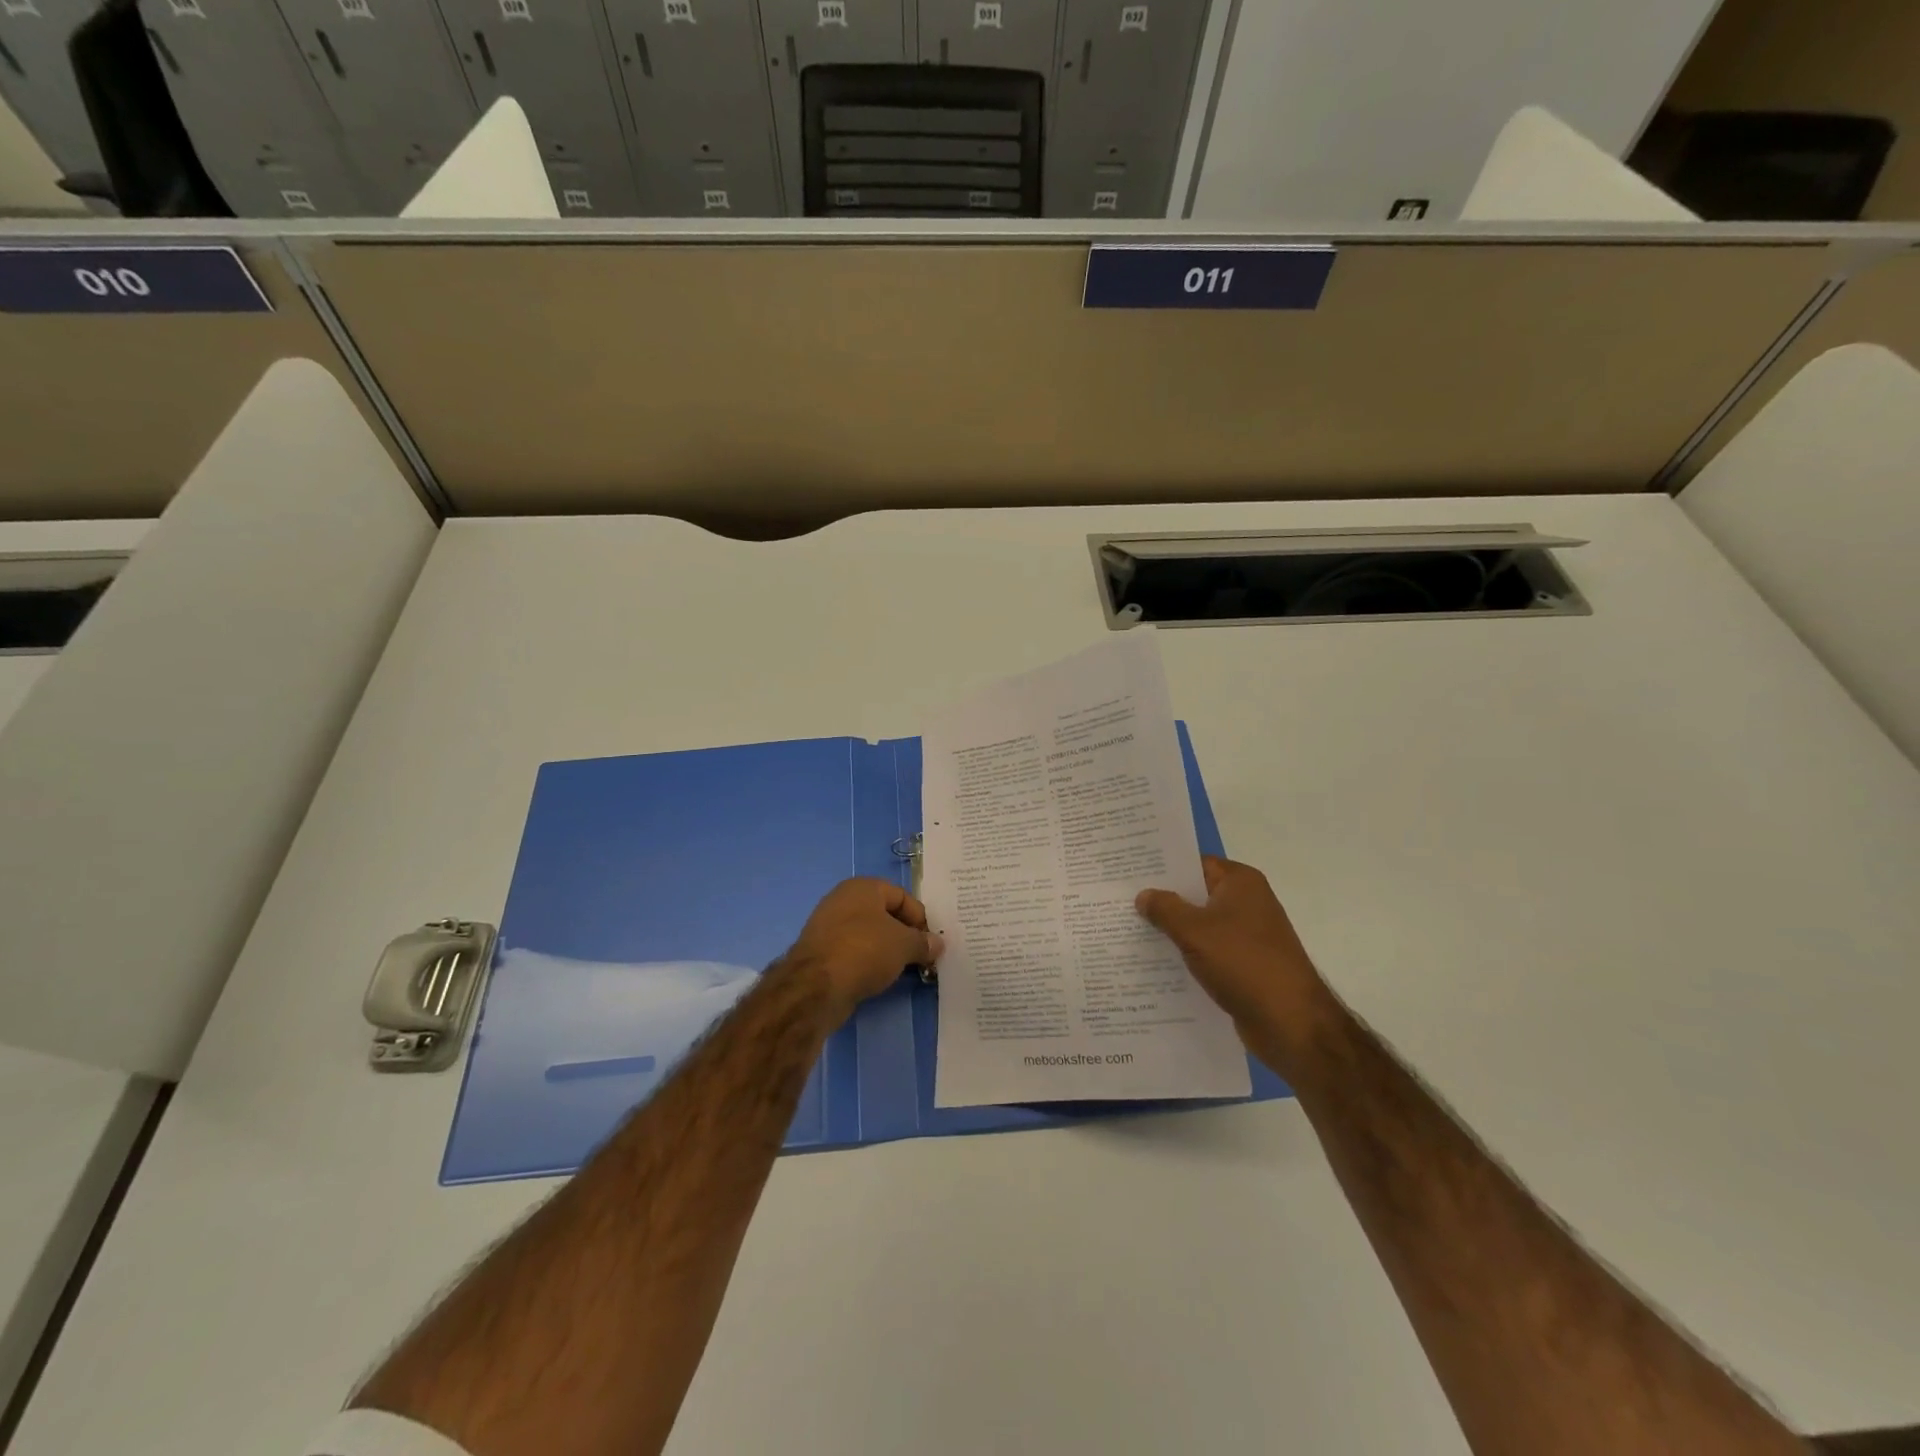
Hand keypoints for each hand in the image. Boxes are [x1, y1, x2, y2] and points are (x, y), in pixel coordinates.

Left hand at [789, 878, 943, 1022]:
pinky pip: (853, 952)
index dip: (920, 919)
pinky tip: (878, 978)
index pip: (902, 896)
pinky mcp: (820, 952)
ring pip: (868, 935)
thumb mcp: (904, 945)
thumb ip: (923, 942)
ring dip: (887, 950)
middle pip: (884, 915)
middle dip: (904, 935)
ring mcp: (828, 926)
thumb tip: (937, 944)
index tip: (930, 943)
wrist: (815, 986)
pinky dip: (868, 962)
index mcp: (863, 887)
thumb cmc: (865, 951)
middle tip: (920, 957)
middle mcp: (842, 900)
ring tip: (903, 970)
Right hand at [1136, 857, 1331, 1040]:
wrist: (1290, 1023)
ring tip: (1128, 931)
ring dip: (1171, 930)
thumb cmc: (1243, 963)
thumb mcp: (1194, 931)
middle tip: (1120, 901)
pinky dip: (1186, 955)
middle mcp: (1246, 902)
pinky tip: (1155, 964)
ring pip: (1199, 925)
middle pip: (1195, 894)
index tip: (1128, 873)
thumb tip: (1144, 895)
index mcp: (1240, 882)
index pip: (1194, 864)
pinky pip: (1207, 951)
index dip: (1162, 868)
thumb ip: (1165, 908)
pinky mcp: (1245, 965)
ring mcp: (1247, 935)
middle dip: (1161, 900)